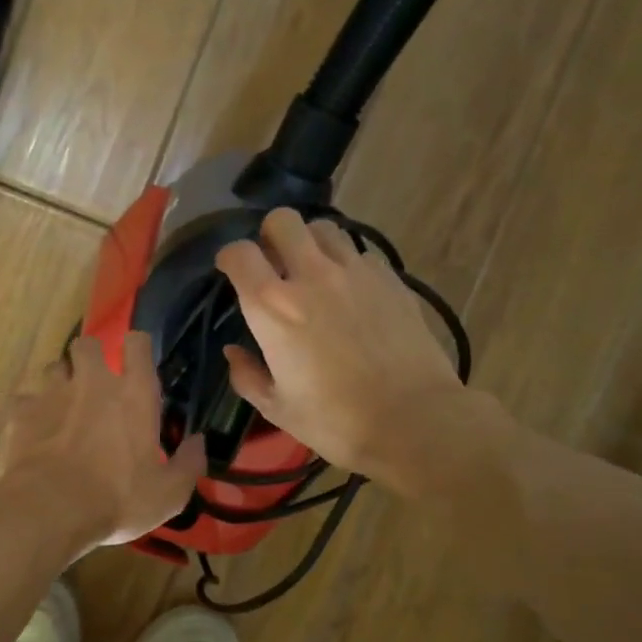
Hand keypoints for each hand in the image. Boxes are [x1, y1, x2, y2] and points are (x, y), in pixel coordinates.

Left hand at [0, 333, 206, 552]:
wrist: (50, 509)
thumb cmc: (118, 499)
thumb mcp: (169, 493)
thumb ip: (189, 464)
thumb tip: (199, 442)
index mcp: (134, 394)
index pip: (137, 344)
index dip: (137, 347)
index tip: (136, 361)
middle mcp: (93, 382)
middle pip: (87, 343)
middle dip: (90, 355)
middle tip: (94, 382)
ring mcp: (52, 394)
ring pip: (54, 367)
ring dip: (60, 382)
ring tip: (63, 407)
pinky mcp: (21, 412)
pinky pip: (24, 400)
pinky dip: (30, 412)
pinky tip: (34, 432)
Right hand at [216, 209, 493, 495]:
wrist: (413, 419)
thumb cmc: (335, 420)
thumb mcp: (277, 408)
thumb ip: (247, 375)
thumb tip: (234, 352)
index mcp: (273, 308)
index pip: (239, 254)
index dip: (228, 258)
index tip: (230, 272)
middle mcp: (311, 276)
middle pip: (283, 221)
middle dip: (270, 235)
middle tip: (273, 263)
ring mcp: (355, 272)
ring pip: (324, 228)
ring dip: (310, 243)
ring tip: (313, 271)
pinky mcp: (390, 278)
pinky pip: (360, 253)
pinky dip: (347, 263)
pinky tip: (350, 292)